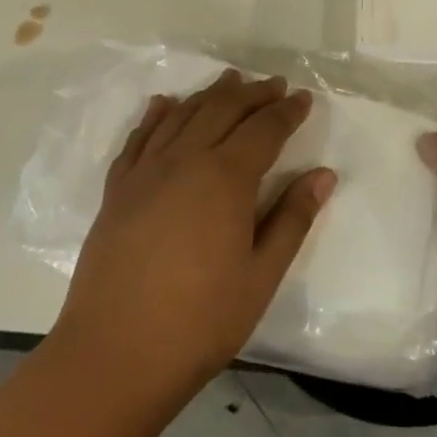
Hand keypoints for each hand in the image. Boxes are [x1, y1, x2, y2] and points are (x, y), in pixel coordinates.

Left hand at [51, 70, 334, 416]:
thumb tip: (323, 175)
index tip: (303, 98)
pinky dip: (157, 115)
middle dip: (252, 94)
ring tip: (229, 80)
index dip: (286, 111)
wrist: (113, 356)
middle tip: (273, 85)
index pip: (264, 129)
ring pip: (182, 115)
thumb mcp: (261, 276)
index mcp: (225, 178)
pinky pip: (139, 138)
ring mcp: (145, 172)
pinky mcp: (117, 190)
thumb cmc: (199, 321)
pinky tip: (164, 104)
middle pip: (223, 110)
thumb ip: (292, 219)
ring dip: (210, 94)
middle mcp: (184, 160)